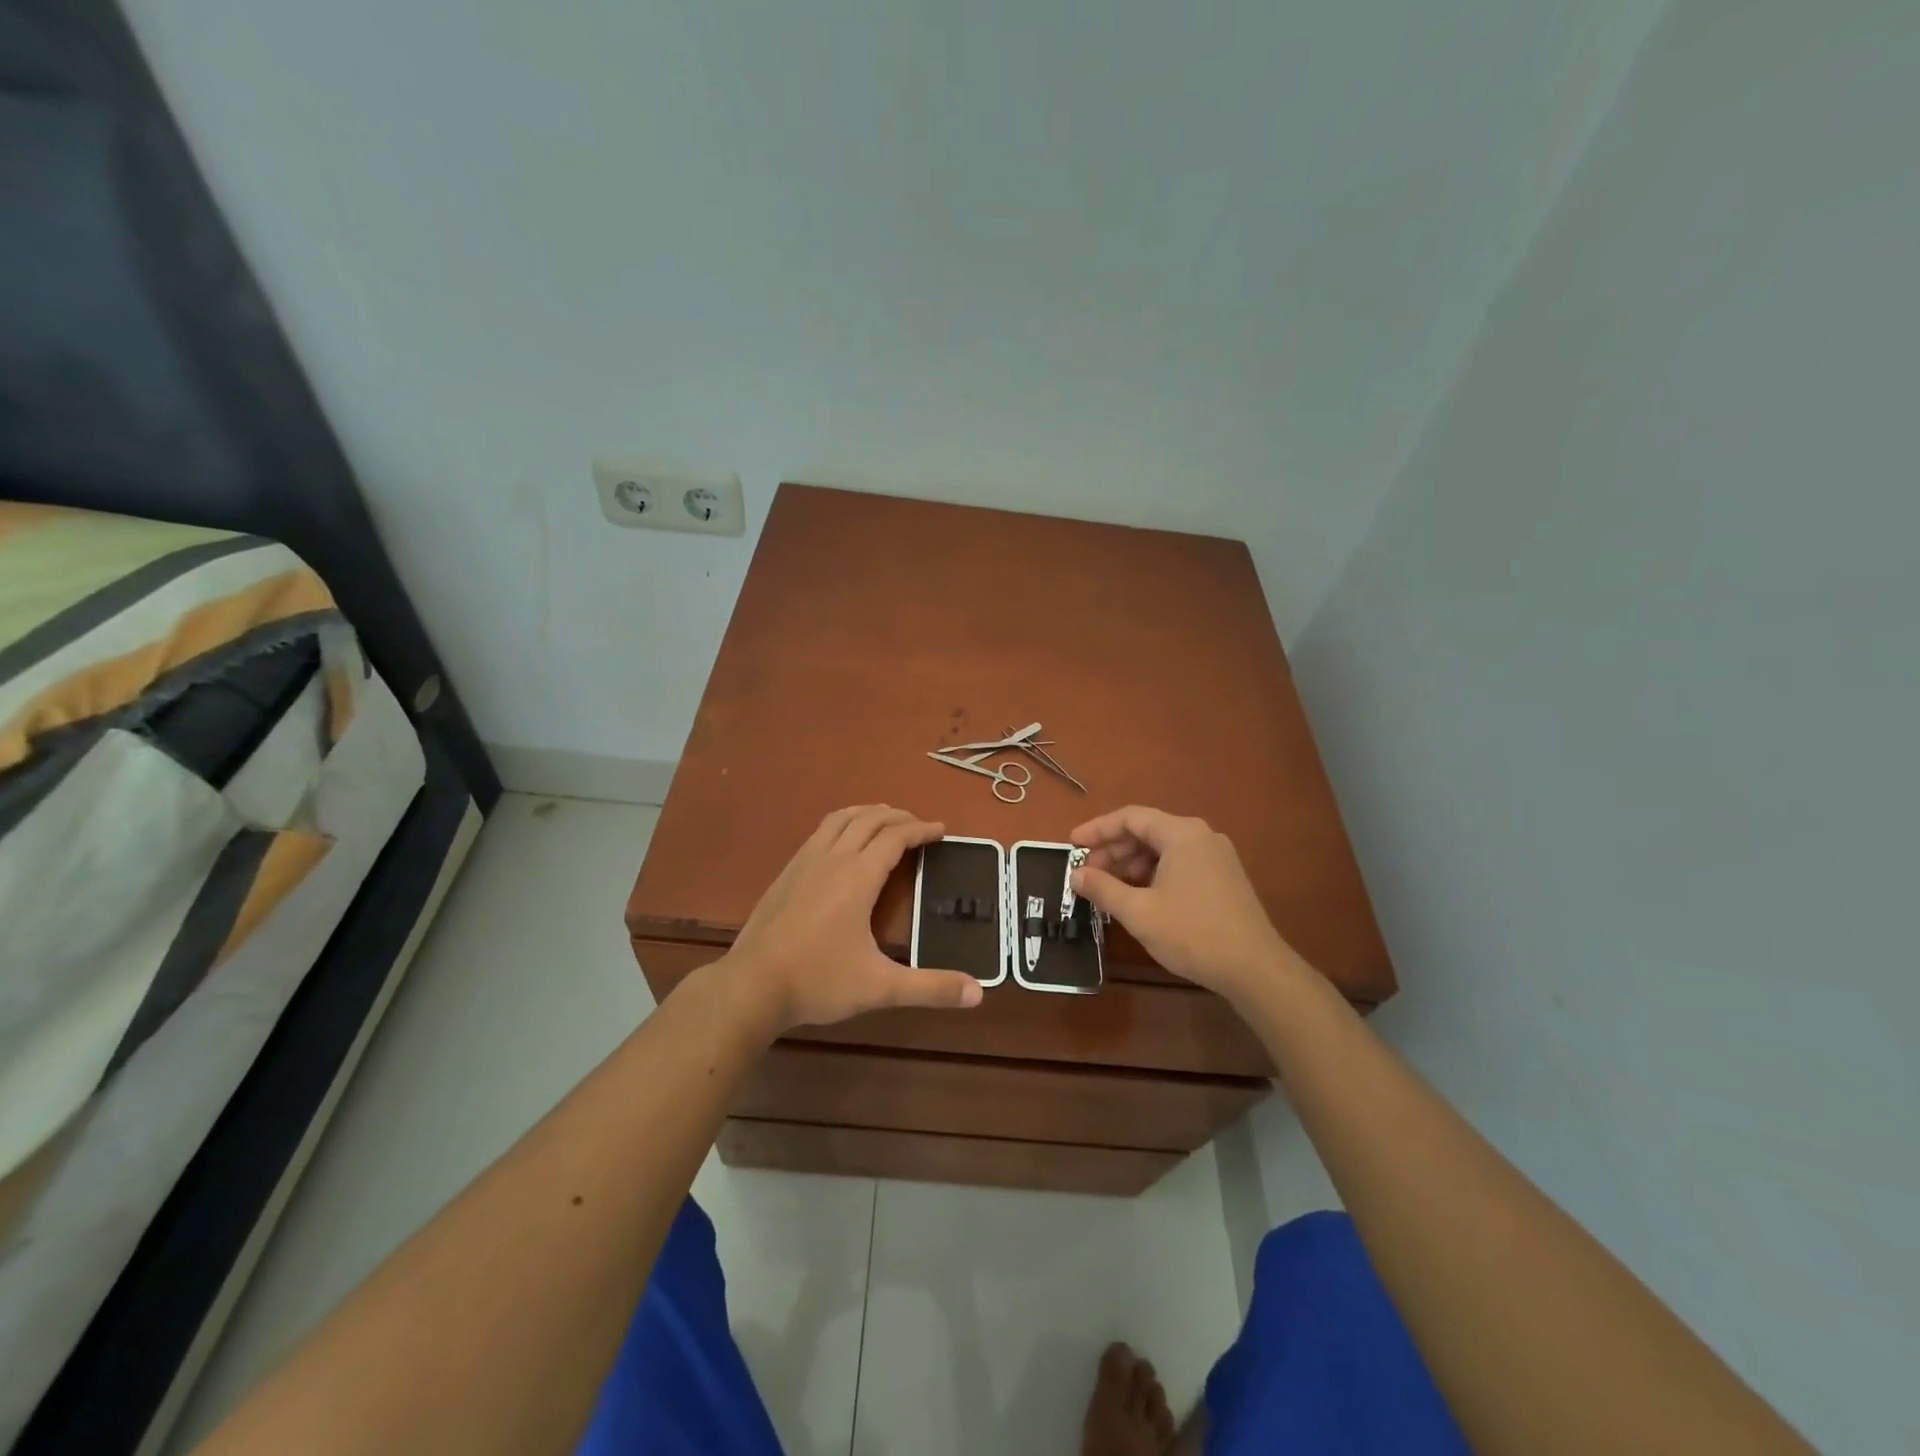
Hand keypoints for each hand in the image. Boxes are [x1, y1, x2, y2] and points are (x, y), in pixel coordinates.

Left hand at [717, 805, 983, 1034]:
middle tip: (919, 826)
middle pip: (869, 820)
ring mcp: (804, 862)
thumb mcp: (880, 988)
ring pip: (840, 819)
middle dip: (898, 817)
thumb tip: (978, 992)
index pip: (895, 837)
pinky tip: (842, 844)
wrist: (751, 986)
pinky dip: (842, 824)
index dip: (921, 830)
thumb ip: (930, 988)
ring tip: (884, 820)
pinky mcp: (786, 873)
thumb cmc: (818, 981)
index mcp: (857, 876)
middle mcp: (832, 858)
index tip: (942, 831)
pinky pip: (820, 832)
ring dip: (867, 813)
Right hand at [1069, 806, 1296, 1002]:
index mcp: (1182, 833)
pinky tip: (1140, 896)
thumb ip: (1103, 888)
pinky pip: (1180, 862)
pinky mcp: (1225, 877)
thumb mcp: (1138, 912)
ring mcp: (1217, 856)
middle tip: (1088, 871)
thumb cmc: (1192, 933)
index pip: (1130, 817)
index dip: (1097, 829)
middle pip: (1147, 830)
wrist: (1254, 968)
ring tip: (1110, 887)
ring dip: (1132, 863)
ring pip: (1164, 848)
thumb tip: (1076, 874)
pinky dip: (1154, 873)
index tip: (1072, 844)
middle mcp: (1201, 836)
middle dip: (1113, 849)